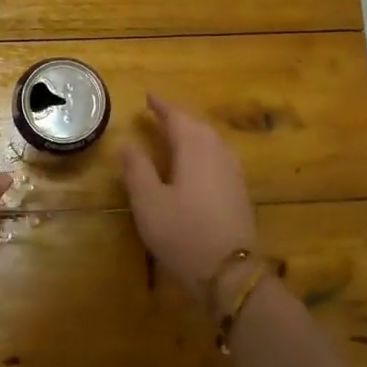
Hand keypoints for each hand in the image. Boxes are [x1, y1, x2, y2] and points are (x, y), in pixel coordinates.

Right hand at [120, 93, 258, 296]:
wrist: (230, 271)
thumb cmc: (183, 232)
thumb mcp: (149, 202)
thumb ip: (137, 169)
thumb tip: (128, 143)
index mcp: (194, 148)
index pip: (177, 117)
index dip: (161, 105)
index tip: (148, 95)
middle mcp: (218, 152)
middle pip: (198, 125)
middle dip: (178, 116)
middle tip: (159, 112)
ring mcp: (233, 171)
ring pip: (211, 140)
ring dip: (192, 132)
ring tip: (175, 133)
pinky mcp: (239, 190)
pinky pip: (218, 156)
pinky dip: (202, 149)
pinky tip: (196, 162)